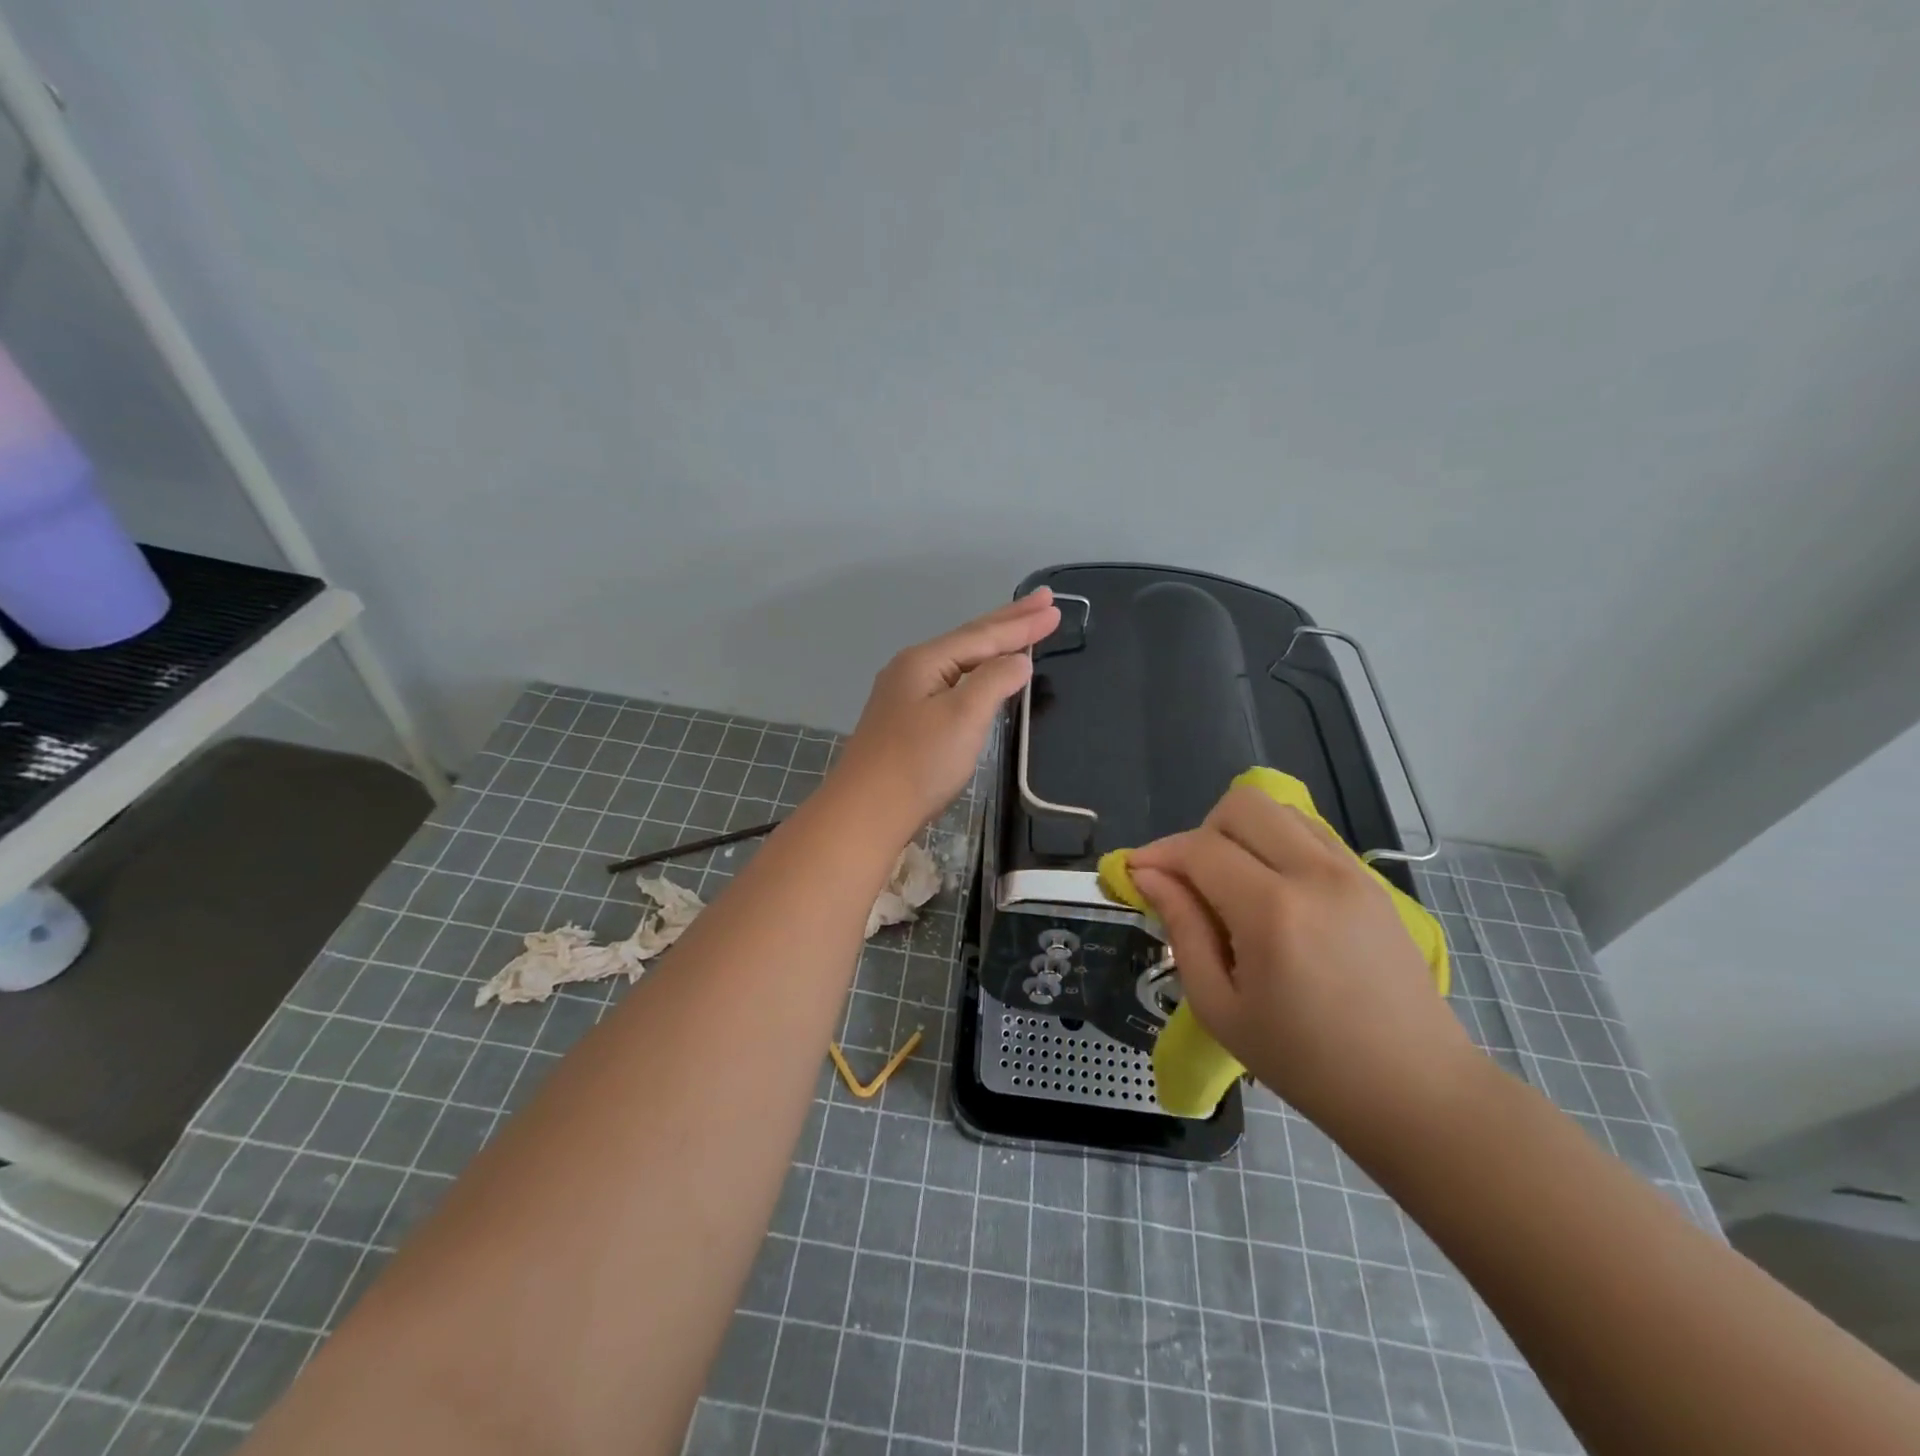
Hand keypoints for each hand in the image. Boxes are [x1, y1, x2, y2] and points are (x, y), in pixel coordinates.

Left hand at [831, 589, 1060, 839]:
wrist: (866, 812)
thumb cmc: (918, 762)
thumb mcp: (963, 716)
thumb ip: (994, 681)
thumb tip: (1018, 662)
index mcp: (925, 661)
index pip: (983, 635)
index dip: (1022, 624)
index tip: (1056, 607)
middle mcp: (912, 670)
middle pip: (970, 639)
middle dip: (1009, 621)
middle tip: (1044, 601)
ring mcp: (906, 696)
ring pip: (960, 661)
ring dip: (994, 645)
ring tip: (1021, 629)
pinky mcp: (907, 722)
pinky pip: (952, 683)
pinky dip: (978, 672)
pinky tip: (985, 675)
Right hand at [1128, 783, 1482, 1153]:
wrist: (1415, 1090)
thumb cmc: (1306, 1063)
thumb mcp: (1221, 1008)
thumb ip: (1183, 930)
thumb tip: (1149, 877)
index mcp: (1273, 912)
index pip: (1200, 849)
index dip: (1159, 855)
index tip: (1136, 875)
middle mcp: (1315, 874)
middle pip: (1241, 805)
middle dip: (1200, 833)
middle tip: (1191, 882)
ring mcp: (1351, 871)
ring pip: (1278, 810)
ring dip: (1241, 833)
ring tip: (1232, 885)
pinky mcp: (1370, 880)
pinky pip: (1310, 832)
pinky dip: (1277, 842)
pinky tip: (1272, 890)